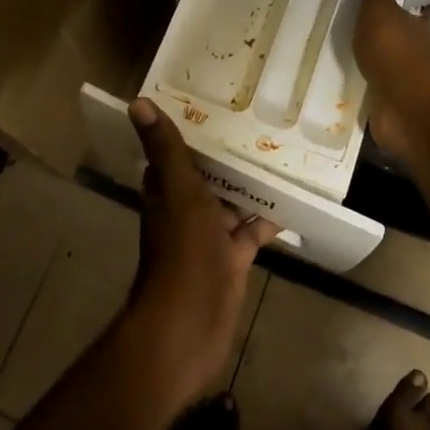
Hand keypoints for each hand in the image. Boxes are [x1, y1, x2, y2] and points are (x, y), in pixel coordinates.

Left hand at [120, 98, 278, 412]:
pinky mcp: (232, 260)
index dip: (192, 130)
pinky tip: (292, 201)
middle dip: (228, 155)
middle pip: (208, 176)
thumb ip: (165, 149)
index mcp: (169, 191)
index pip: (176, 153)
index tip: (216, 102)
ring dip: (251, 184)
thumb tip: (137, 102)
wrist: (188, 327)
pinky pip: (251, 231)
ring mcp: (209, 237)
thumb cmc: (183, 253)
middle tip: (260, 121)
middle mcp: (186, 210)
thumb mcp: (179, 192)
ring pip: (231, 202)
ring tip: (282, 152)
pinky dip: (268, 218)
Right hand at [354, 0, 429, 161]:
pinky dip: (359, 86)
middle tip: (339, 24)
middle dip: (370, 32)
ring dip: (363, 61)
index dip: (382, 2)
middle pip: (389, 37)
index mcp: (415, 26)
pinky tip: (340, 84)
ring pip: (379, 65)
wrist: (411, 113)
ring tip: (333, 54)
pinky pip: (369, 90)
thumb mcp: (382, 12)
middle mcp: (413, 52)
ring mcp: (403, 82)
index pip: (399, 8)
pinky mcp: (389, 107)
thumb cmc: (397, 56)